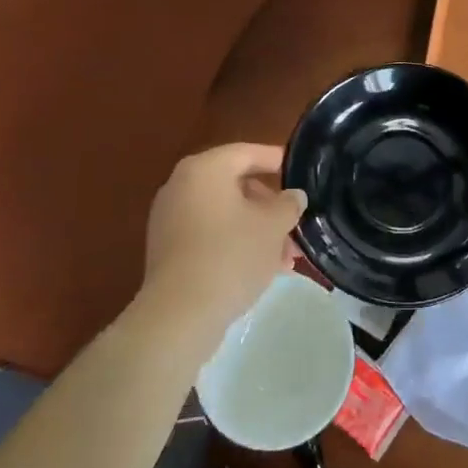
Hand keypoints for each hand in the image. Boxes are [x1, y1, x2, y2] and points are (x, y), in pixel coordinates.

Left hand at [141, 143, 306, 344]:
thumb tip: (293, 195)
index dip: (277, 160)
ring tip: (286, 258)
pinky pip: (209, 234)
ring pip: (225, 214)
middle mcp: (181, 186)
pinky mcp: (167, 250)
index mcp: (205, 169)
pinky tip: (262, 269)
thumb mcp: (273, 226)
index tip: (300, 171)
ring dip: (257, 229)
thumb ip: (288, 204)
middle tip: (296, 226)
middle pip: (236, 185)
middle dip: (270, 207)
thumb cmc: (231, 255)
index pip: (247, 153)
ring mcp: (170, 219)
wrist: (180, 314)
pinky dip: (235, 243)